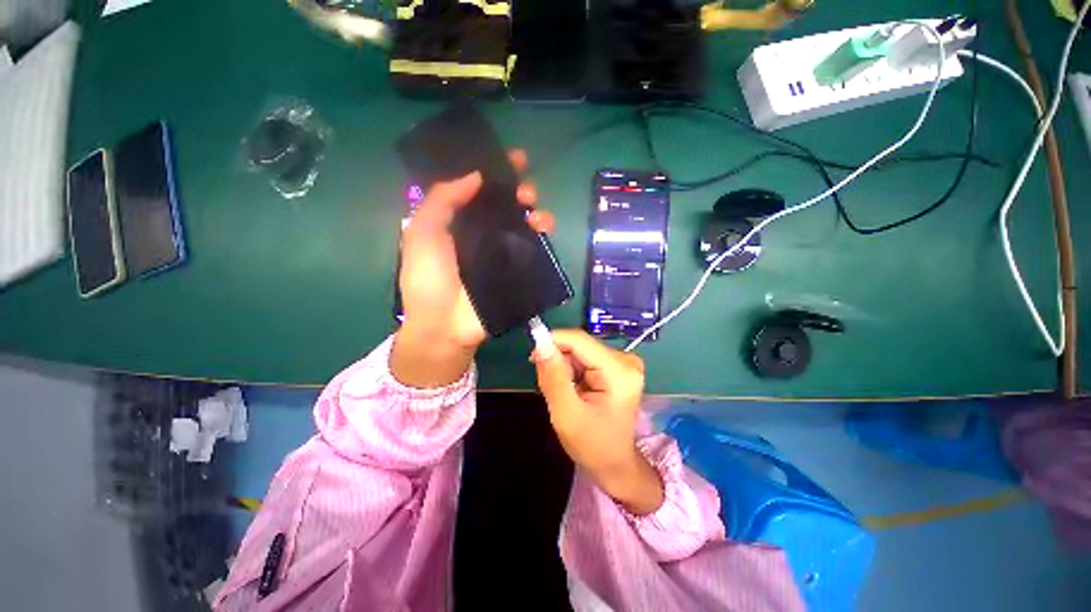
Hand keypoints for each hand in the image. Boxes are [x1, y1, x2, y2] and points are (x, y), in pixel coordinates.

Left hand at [392, 150, 553, 387]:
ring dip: (535, 211)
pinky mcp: (517, 271)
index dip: (495, 172)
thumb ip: (442, 200)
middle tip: (525, 190)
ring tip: (536, 212)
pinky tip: (543, 229)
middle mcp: (482, 234)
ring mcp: (502, 253)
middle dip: (519, 190)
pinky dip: (541, 235)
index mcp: (458, 222)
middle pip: (506, 205)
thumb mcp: (422, 233)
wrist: (445, 326)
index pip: (479, 190)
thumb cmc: (428, 279)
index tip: (514, 159)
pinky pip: (533, 248)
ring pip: (524, 224)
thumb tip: (475, 175)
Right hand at [534, 330, 664, 514]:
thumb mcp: (566, 414)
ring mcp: (623, 362)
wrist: (616, 465)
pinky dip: (573, 371)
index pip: (580, 340)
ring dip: (564, 367)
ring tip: (561, 391)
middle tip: (547, 384)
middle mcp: (626, 360)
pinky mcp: (617, 367)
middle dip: (558, 360)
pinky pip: (585, 358)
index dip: (553, 341)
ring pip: (580, 351)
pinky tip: (572, 389)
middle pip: (580, 345)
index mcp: (619, 371)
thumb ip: (553, 378)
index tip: (533, 357)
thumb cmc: (592, 446)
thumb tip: (540, 345)